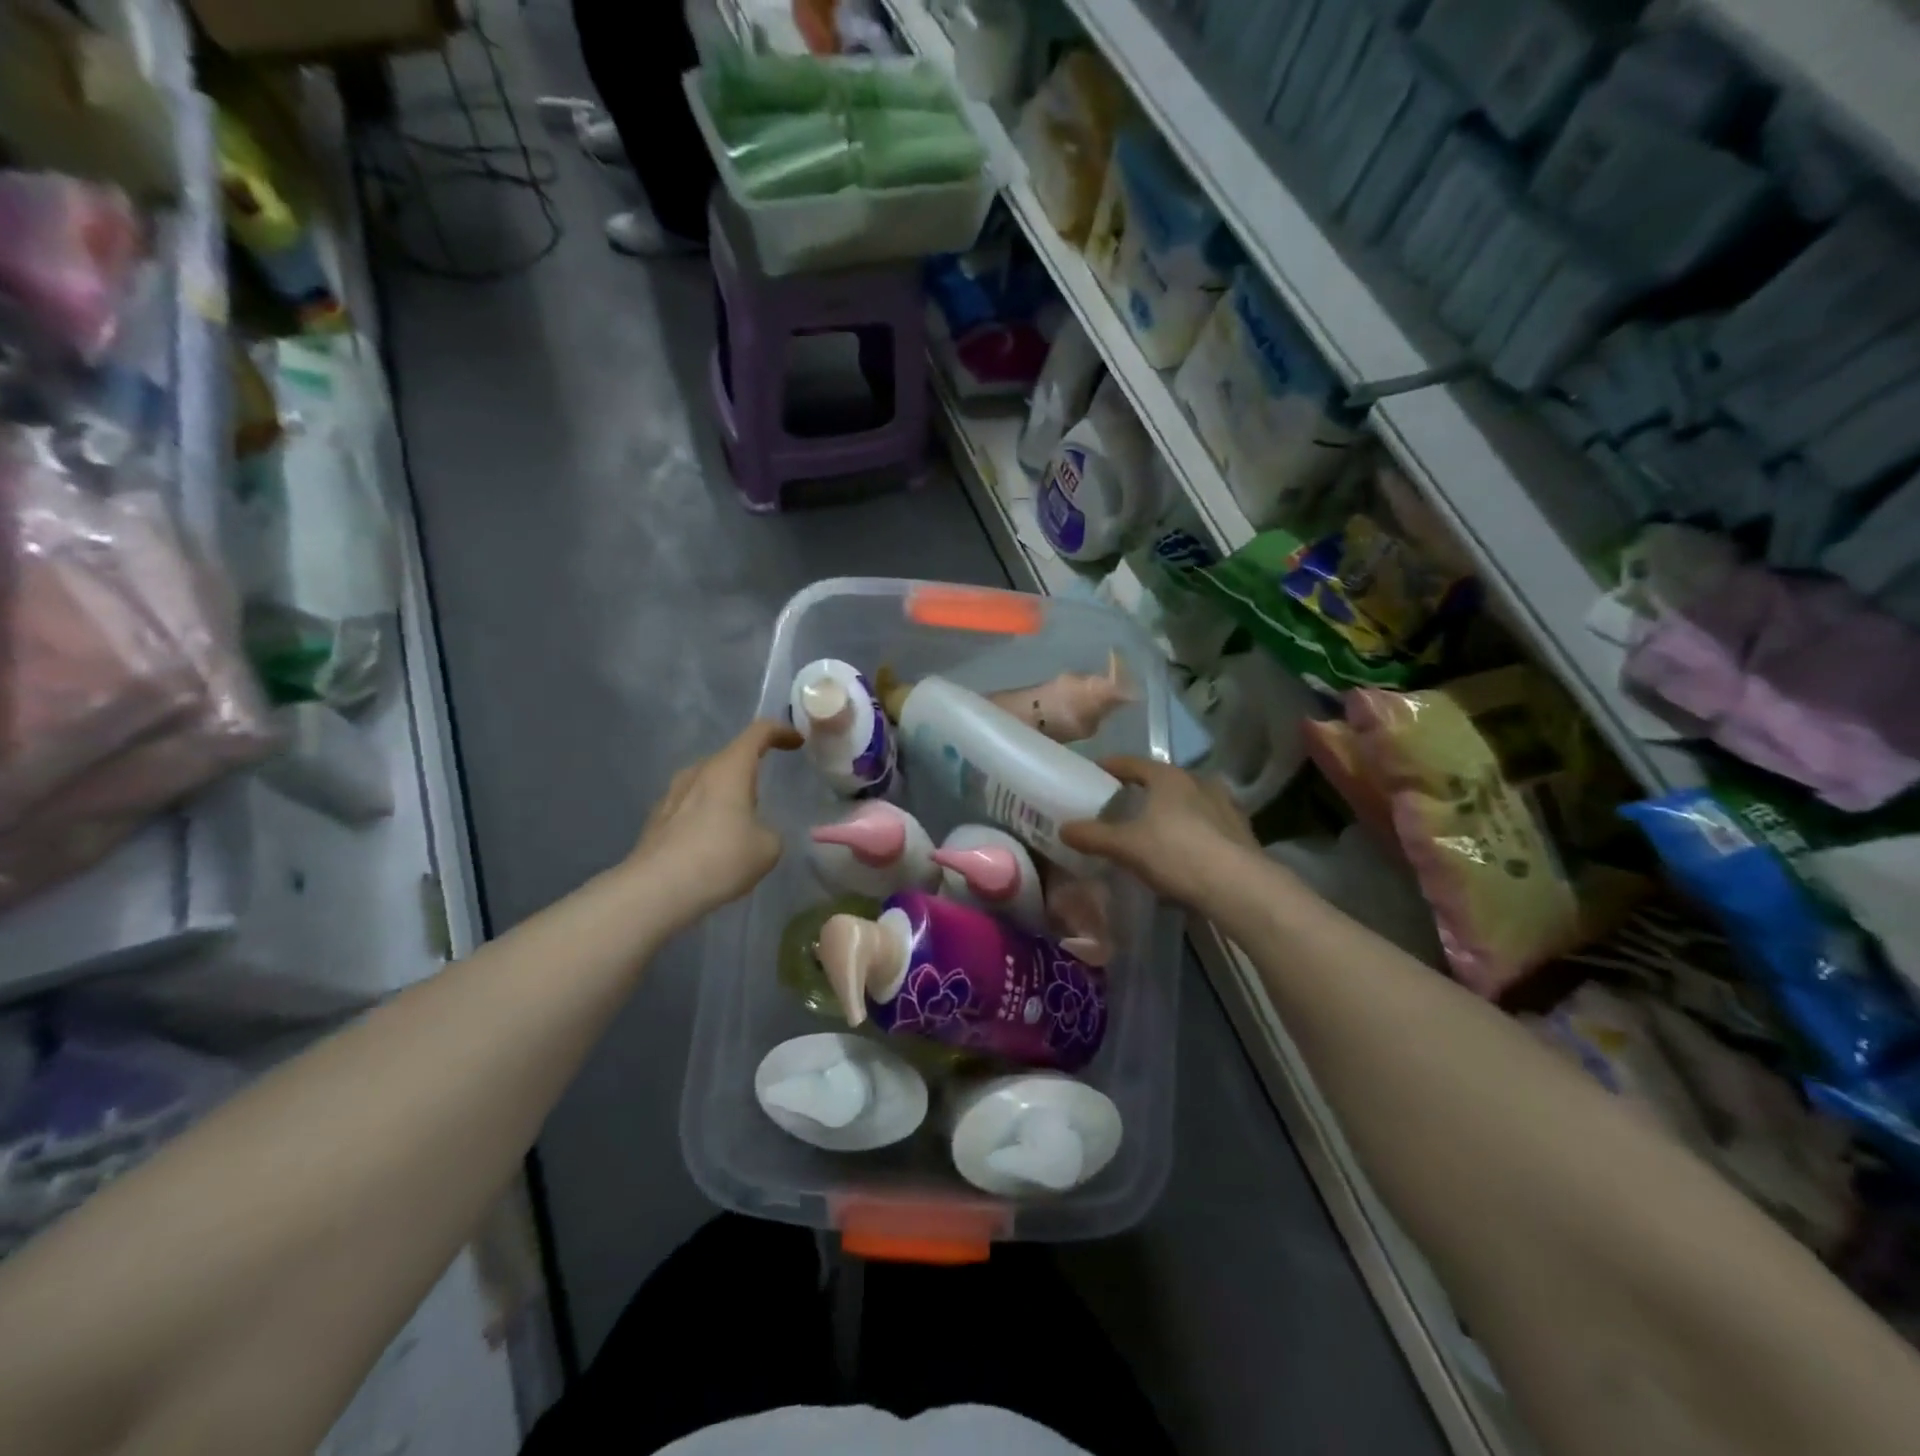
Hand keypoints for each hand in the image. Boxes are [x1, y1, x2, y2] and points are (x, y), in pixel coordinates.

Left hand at [627, 720, 802, 922]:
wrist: (656, 890)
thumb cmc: (721, 858)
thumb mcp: (768, 848)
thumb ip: (770, 831)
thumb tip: (758, 832)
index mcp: (729, 769)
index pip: (759, 732)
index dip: (781, 732)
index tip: (797, 742)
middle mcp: (698, 772)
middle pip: (730, 758)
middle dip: (751, 768)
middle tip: (767, 790)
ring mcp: (672, 794)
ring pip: (707, 782)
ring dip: (726, 793)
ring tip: (740, 820)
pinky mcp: (657, 819)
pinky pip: (690, 805)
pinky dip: (707, 814)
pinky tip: (712, 842)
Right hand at [1061, 756, 1260, 909]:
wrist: (1238, 886)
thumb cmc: (1177, 854)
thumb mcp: (1126, 846)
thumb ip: (1094, 836)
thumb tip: (1063, 829)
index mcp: (1169, 777)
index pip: (1132, 763)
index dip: (1111, 766)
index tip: (1096, 771)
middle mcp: (1199, 782)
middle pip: (1162, 781)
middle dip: (1142, 790)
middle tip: (1122, 804)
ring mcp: (1225, 805)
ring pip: (1188, 801)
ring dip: (1170, 810)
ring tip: (1154, 827)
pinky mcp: (1241, 831)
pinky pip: (1206, 823)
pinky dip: (1191, 830)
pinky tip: (1183, 850)